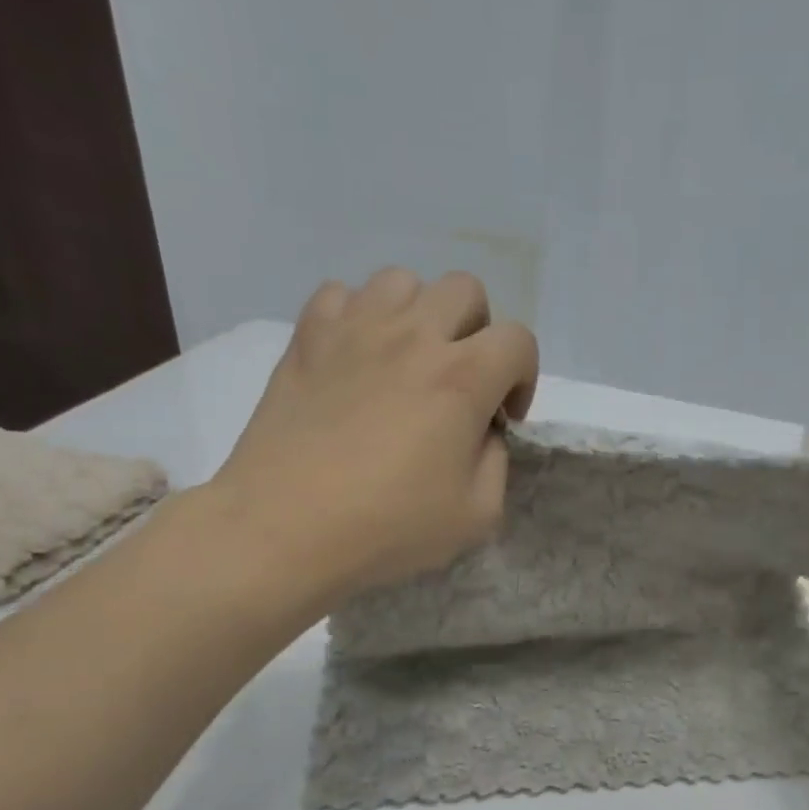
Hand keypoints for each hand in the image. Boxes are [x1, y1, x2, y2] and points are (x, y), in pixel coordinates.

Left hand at [205, 269, 536, 616]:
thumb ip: (496, 461)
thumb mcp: (477, 515)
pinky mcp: (306, 339)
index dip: (523, 377)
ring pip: (401, 281)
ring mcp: (354, 330)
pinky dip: (357, 316)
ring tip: (407, 360)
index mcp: (463, 378)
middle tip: (460, 379)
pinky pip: (340, 294)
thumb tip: (482, 431)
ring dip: (418, 314)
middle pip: (465, 290)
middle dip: (477, 331)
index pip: (518, 340)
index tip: (503, 417)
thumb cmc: (388, 527)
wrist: (284, 529)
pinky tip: (355, 356)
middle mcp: (413, 337)